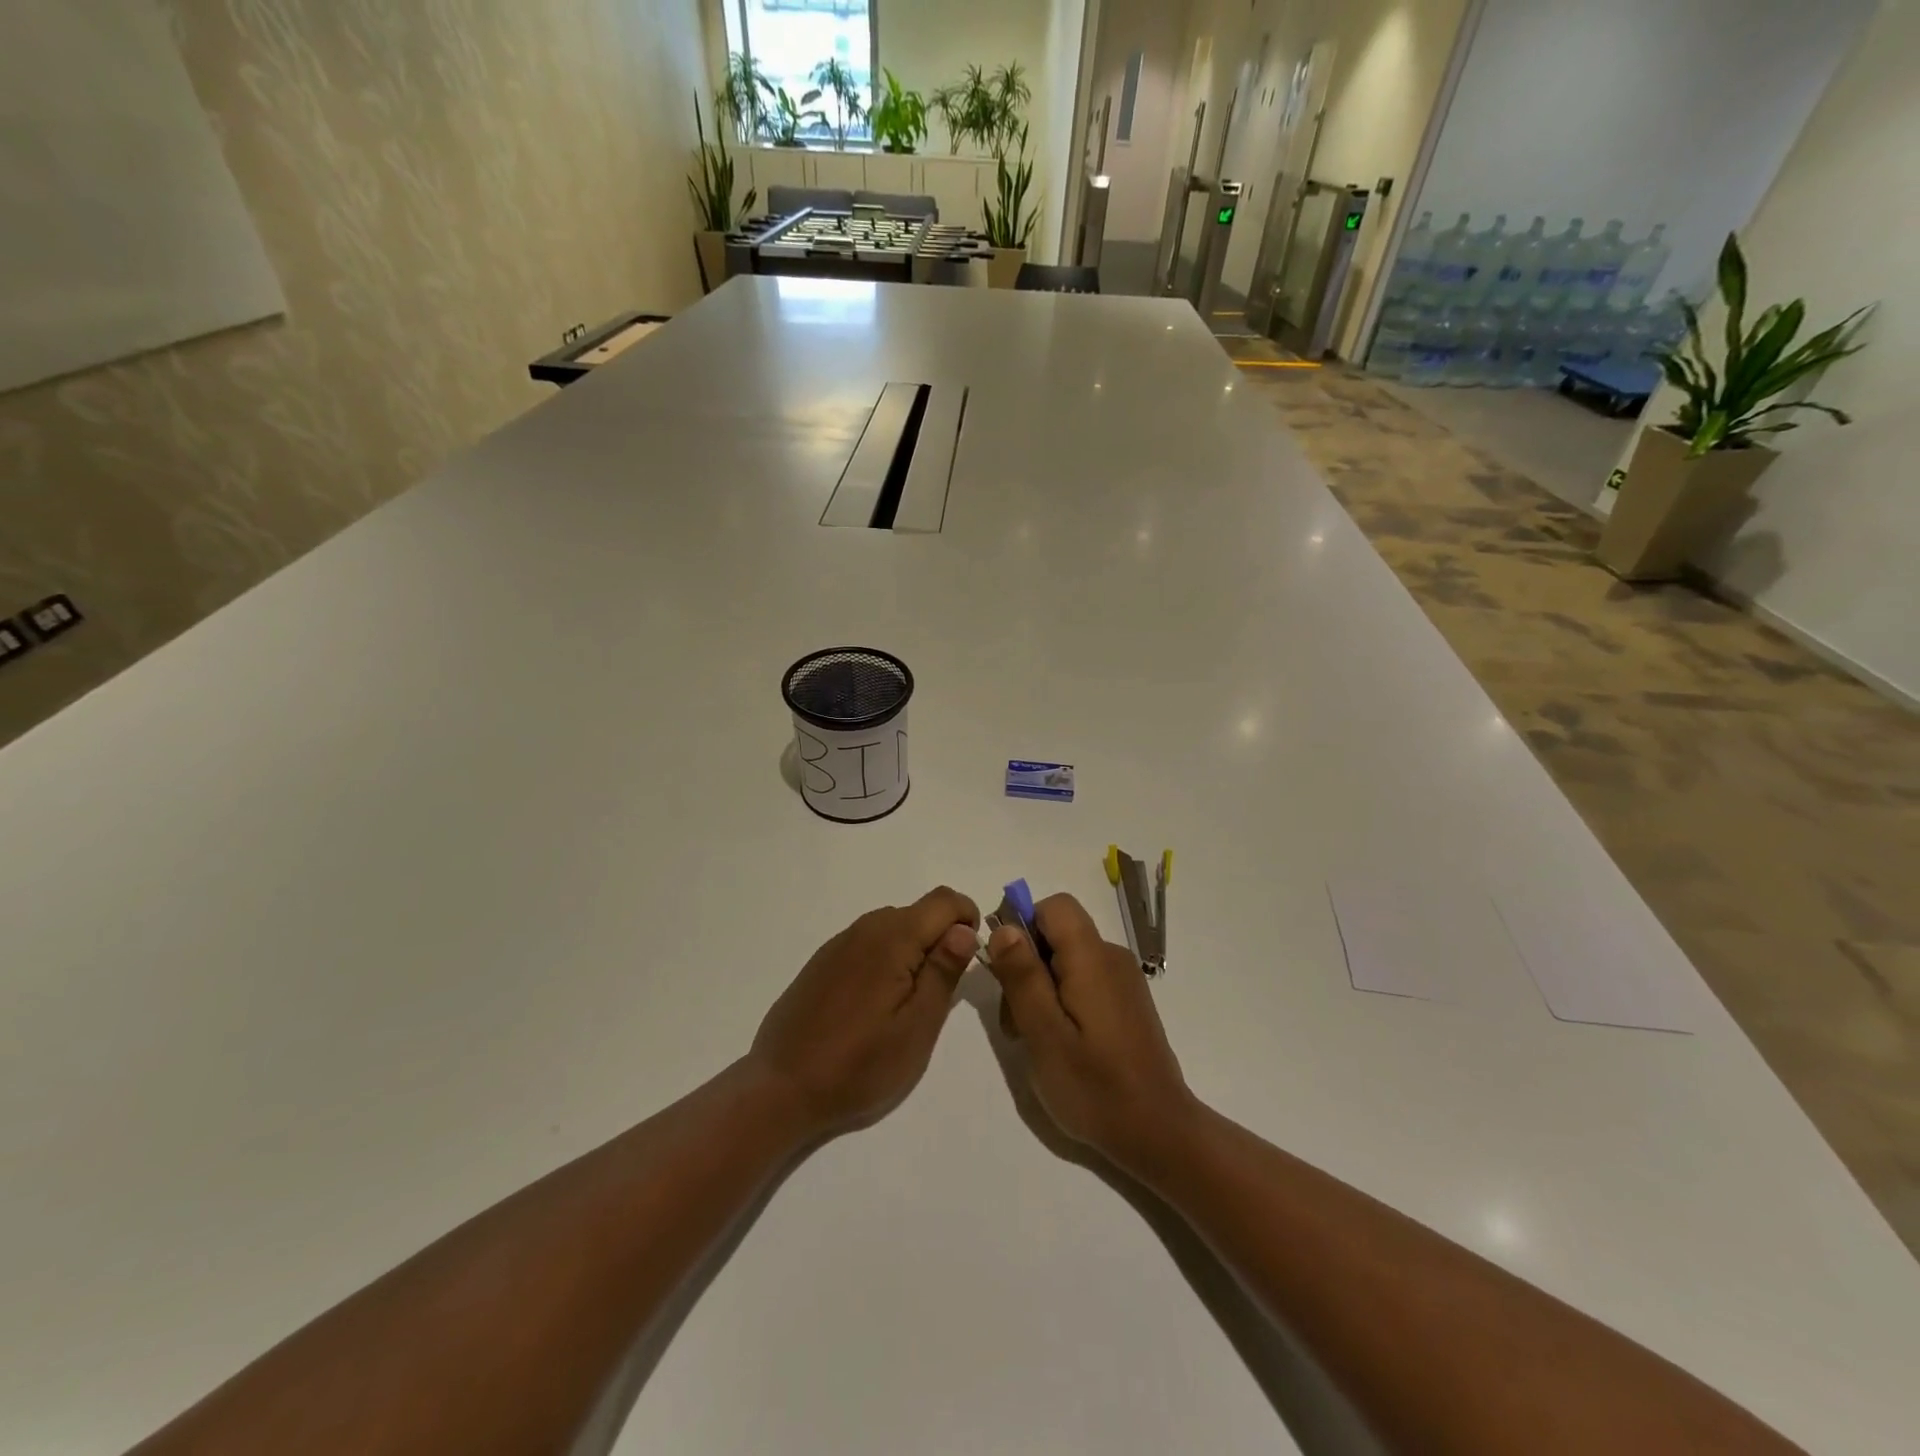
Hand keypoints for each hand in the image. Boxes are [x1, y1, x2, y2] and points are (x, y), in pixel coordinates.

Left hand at [750, 886, 979, 1138]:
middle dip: (941, 939)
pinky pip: (868, 943)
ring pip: (893, 927)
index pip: (945, 900)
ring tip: (908, 1003)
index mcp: (893, 937)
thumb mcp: (917, 1026)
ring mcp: (839, 943)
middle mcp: (865, 928)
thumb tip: (964, 929)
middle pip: (919, 912)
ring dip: (913, 950)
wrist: (781, 1088)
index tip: (969, 959)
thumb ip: (943, 971)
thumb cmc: (859, 1064)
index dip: (967, 919)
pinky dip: (885, 959)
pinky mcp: (823, 961)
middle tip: (940, 993)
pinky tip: (874, 1004)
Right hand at [986, 894, 1198, 1175]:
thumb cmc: (1095, 1087)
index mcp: (1092, 957)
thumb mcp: (1044, 1034)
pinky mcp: (1126, 1001)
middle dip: (1026, 966)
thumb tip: (1004, 927)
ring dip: (1041, 988)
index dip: (1023, 926)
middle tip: (1017, 1022)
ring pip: (1067, 959)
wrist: (1159, 1133)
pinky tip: (1061, 1043)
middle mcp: (1111, 957)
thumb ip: (1023, 977)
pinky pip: (1085, 979)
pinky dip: (1063, 1000)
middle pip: (1057, 933)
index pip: (1054, 906)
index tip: (1007, 971)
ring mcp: (1123, 979)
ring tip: (1035, 1040)